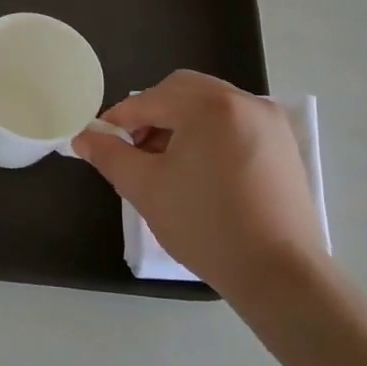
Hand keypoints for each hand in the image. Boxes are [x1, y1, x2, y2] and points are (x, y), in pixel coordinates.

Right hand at [73, 71, 327, 317]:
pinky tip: (199, 171)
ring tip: (165, 164)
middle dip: (152, 114)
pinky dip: (209, 134)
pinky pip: (234, 123)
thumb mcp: (145, 187)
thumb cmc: (205, 225)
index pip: (150, 100)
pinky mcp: (283, 145)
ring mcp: (270, 122)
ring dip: (180, 123)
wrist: (279, 273)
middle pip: (183, 91)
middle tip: (135, 150)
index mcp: (210, 105)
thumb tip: (82, 138)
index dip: (119, 119)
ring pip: (210, 106)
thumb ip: (109, 155)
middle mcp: (245, 102)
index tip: (102, 143)